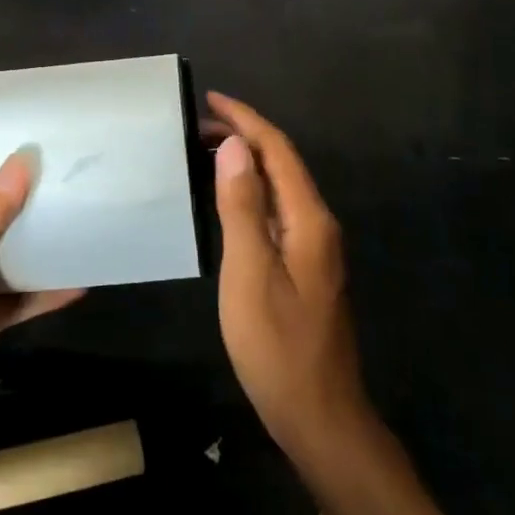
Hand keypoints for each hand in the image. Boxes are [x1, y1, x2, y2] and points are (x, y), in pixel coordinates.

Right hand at [208, 93, 371, 466]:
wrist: (320, 416)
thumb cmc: (278, 346)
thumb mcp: (250, 273)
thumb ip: (242, 207)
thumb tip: (233, 147)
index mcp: (309, 219)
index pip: (278, 151)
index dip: (246, 120)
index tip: (211, 99)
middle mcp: (317, 225)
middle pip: (282, 164)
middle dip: (244, 136)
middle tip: (195, 125)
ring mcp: (313, 248)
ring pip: (279, 188)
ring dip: (245, 163)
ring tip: (204, 151)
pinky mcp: (304, 268)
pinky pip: (275, 212)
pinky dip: (249, 193)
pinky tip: (227, 201)